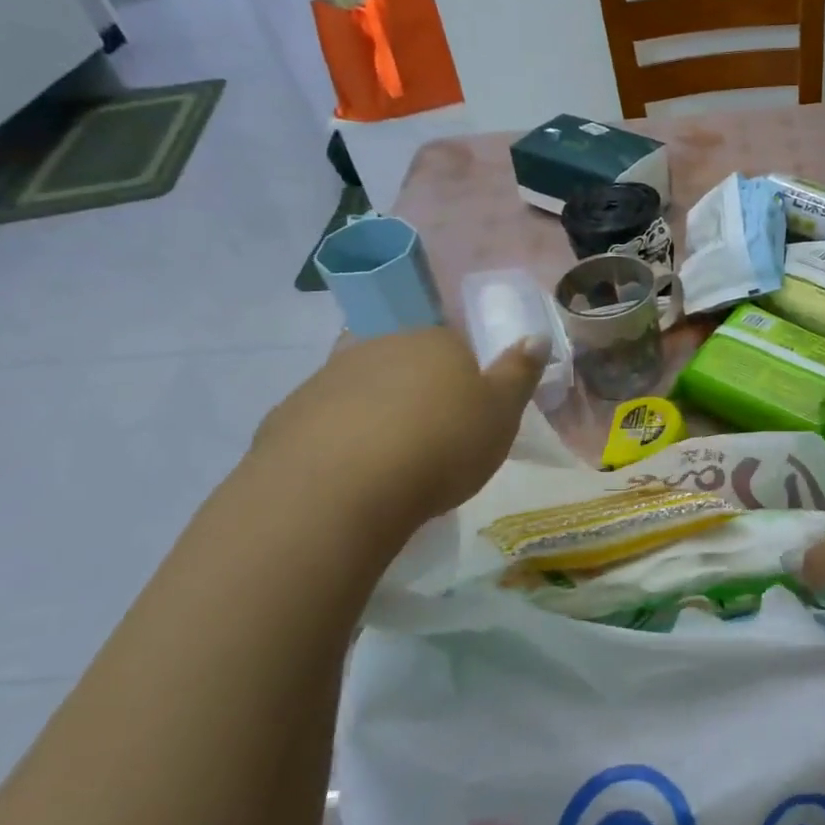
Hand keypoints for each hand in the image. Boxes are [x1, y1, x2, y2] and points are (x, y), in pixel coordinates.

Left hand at [248, 329, 544, 533]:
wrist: (340, 489)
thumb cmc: (440, 446)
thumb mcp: (501, 415)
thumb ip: (519, 373)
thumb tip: (534, 334)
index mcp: (434, 341)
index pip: (455, 347)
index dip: (464, 381)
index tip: (468, 420)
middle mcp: (380, 345)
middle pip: (407, 363)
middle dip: (418, 393)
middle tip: (431, 441)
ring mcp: (329, 376)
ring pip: (363, 388)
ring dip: (376, 413)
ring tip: (389, 462)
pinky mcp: (289, 412)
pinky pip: (326, 420)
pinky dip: (339, 438)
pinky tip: (350, 474)